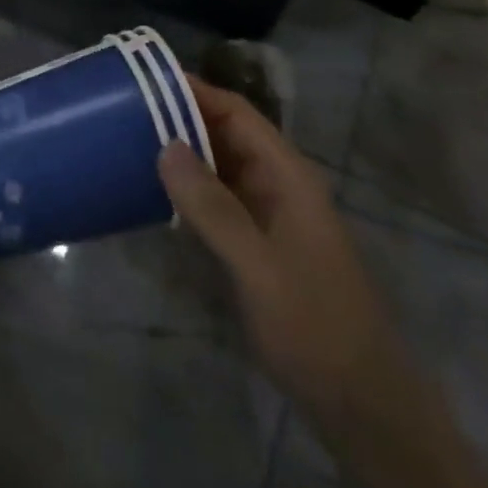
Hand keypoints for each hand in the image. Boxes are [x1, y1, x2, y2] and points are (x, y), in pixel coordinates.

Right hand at [157, 79, 412, 436]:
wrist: (363, 406)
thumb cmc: (315, 326)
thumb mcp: (258, 266)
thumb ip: (213, 207)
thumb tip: (166, 146)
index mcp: (288, 176)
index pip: (237, 114)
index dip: (195, 92)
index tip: (146, 81)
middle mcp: (278, 185)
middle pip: (226, 135)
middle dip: (180, 120)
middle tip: (124, 112)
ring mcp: (269, 217)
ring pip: (220, 168)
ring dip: (181, 155)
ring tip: (129, 144)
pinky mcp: (258, 245)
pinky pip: (218, 202)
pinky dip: (188, 192)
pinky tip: (153, 195)